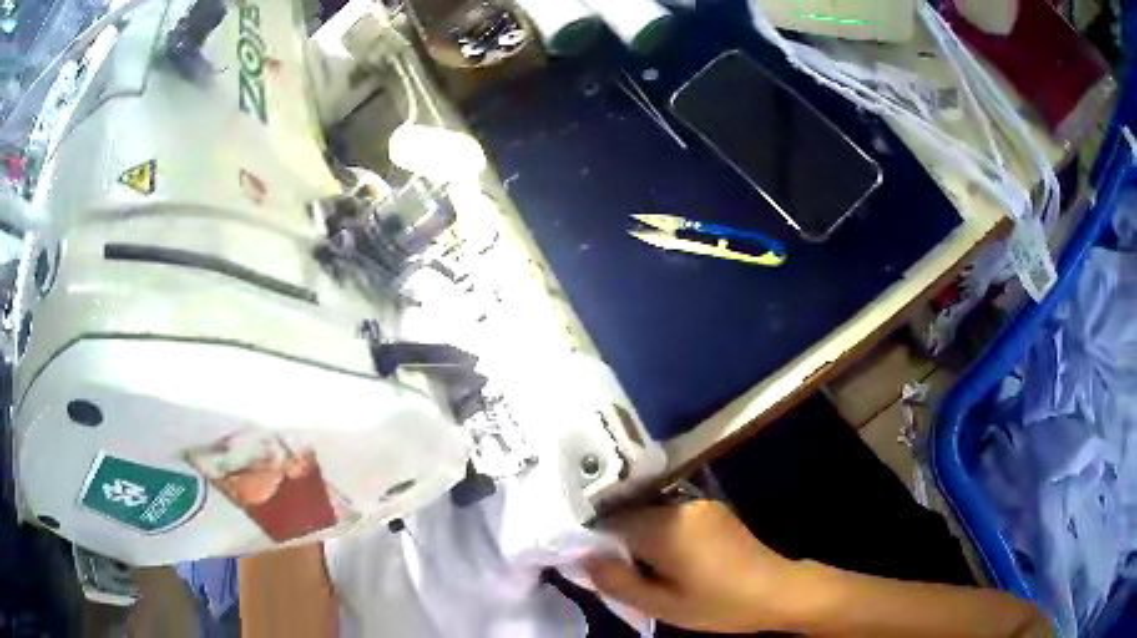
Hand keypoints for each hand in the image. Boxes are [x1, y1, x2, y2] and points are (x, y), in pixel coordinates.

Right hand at [583, 500, 803, 633]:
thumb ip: (617, 582)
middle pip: (631, 515)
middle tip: (624, 574)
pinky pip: (672, 516)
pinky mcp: (713, 510)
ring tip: (649, 570)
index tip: (594, 563)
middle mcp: (680, 505)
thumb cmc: (718, 604)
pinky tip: (673, 560)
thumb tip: (582, 559)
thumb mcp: (662, 605)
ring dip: (642, 539)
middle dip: (620, 541)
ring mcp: (700, 504)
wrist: (777, 591)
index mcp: (665, 526)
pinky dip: (662, 534)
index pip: (609, 520)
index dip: (595, 540)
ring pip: (651, 515)